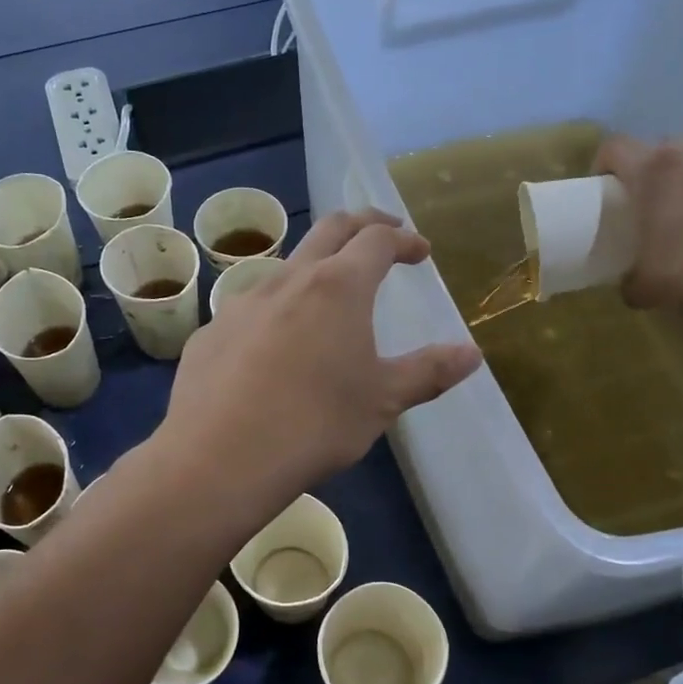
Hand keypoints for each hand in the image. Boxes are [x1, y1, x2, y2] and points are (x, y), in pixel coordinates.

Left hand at [158, 210, 481, 505]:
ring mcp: (241, 304)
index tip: (420, 251)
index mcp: (338, 287)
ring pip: (284, 269)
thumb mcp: (382, 401)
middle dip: (361, 225)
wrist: (221, 457)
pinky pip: (249, 311)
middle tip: (381, 234)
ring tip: (326, 298)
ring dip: (313, 270)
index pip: (377, 240)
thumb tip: (472, 353)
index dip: (403, 239)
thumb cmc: (316, 424)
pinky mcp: (210, 334)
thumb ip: (429, 372)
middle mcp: (288, 280)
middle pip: (328, 230)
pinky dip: (273, 313)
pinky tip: (272, 350)